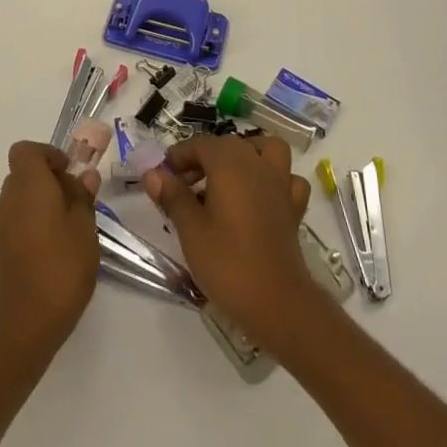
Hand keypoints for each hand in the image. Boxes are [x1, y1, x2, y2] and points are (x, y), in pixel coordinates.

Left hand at [0, 142, 101, 361]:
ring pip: (18, 203)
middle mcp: (6, 200)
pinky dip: (28, 230)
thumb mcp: (85, 229)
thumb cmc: (60, 268)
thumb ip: (83, 197)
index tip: (69, 174)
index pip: (26, 150)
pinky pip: (12, 227)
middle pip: (23, 176)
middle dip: (48, 184)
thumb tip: (84, 175)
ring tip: (66, 235)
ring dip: (39, 208)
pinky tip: (48, 257)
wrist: (22, 325)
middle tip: (75, 206)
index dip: (48, 155)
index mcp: (28, 185)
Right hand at [143, 136, 326, 354]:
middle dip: (203, 157)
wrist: (277, 303)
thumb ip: (172, 196)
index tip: (163, 175)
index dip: (179, 155)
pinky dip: (273, 179)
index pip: (200, 144)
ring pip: (264, 150)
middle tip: (183, 185)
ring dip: (244, 155)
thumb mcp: (190, 230)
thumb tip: (152, 173)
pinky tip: (259, 196)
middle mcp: (257, 165)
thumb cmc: (227, 263)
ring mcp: (280, 185)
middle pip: (229, 145)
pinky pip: (286, 179)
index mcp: (230, 165)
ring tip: (224, 178)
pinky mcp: (293, 208)